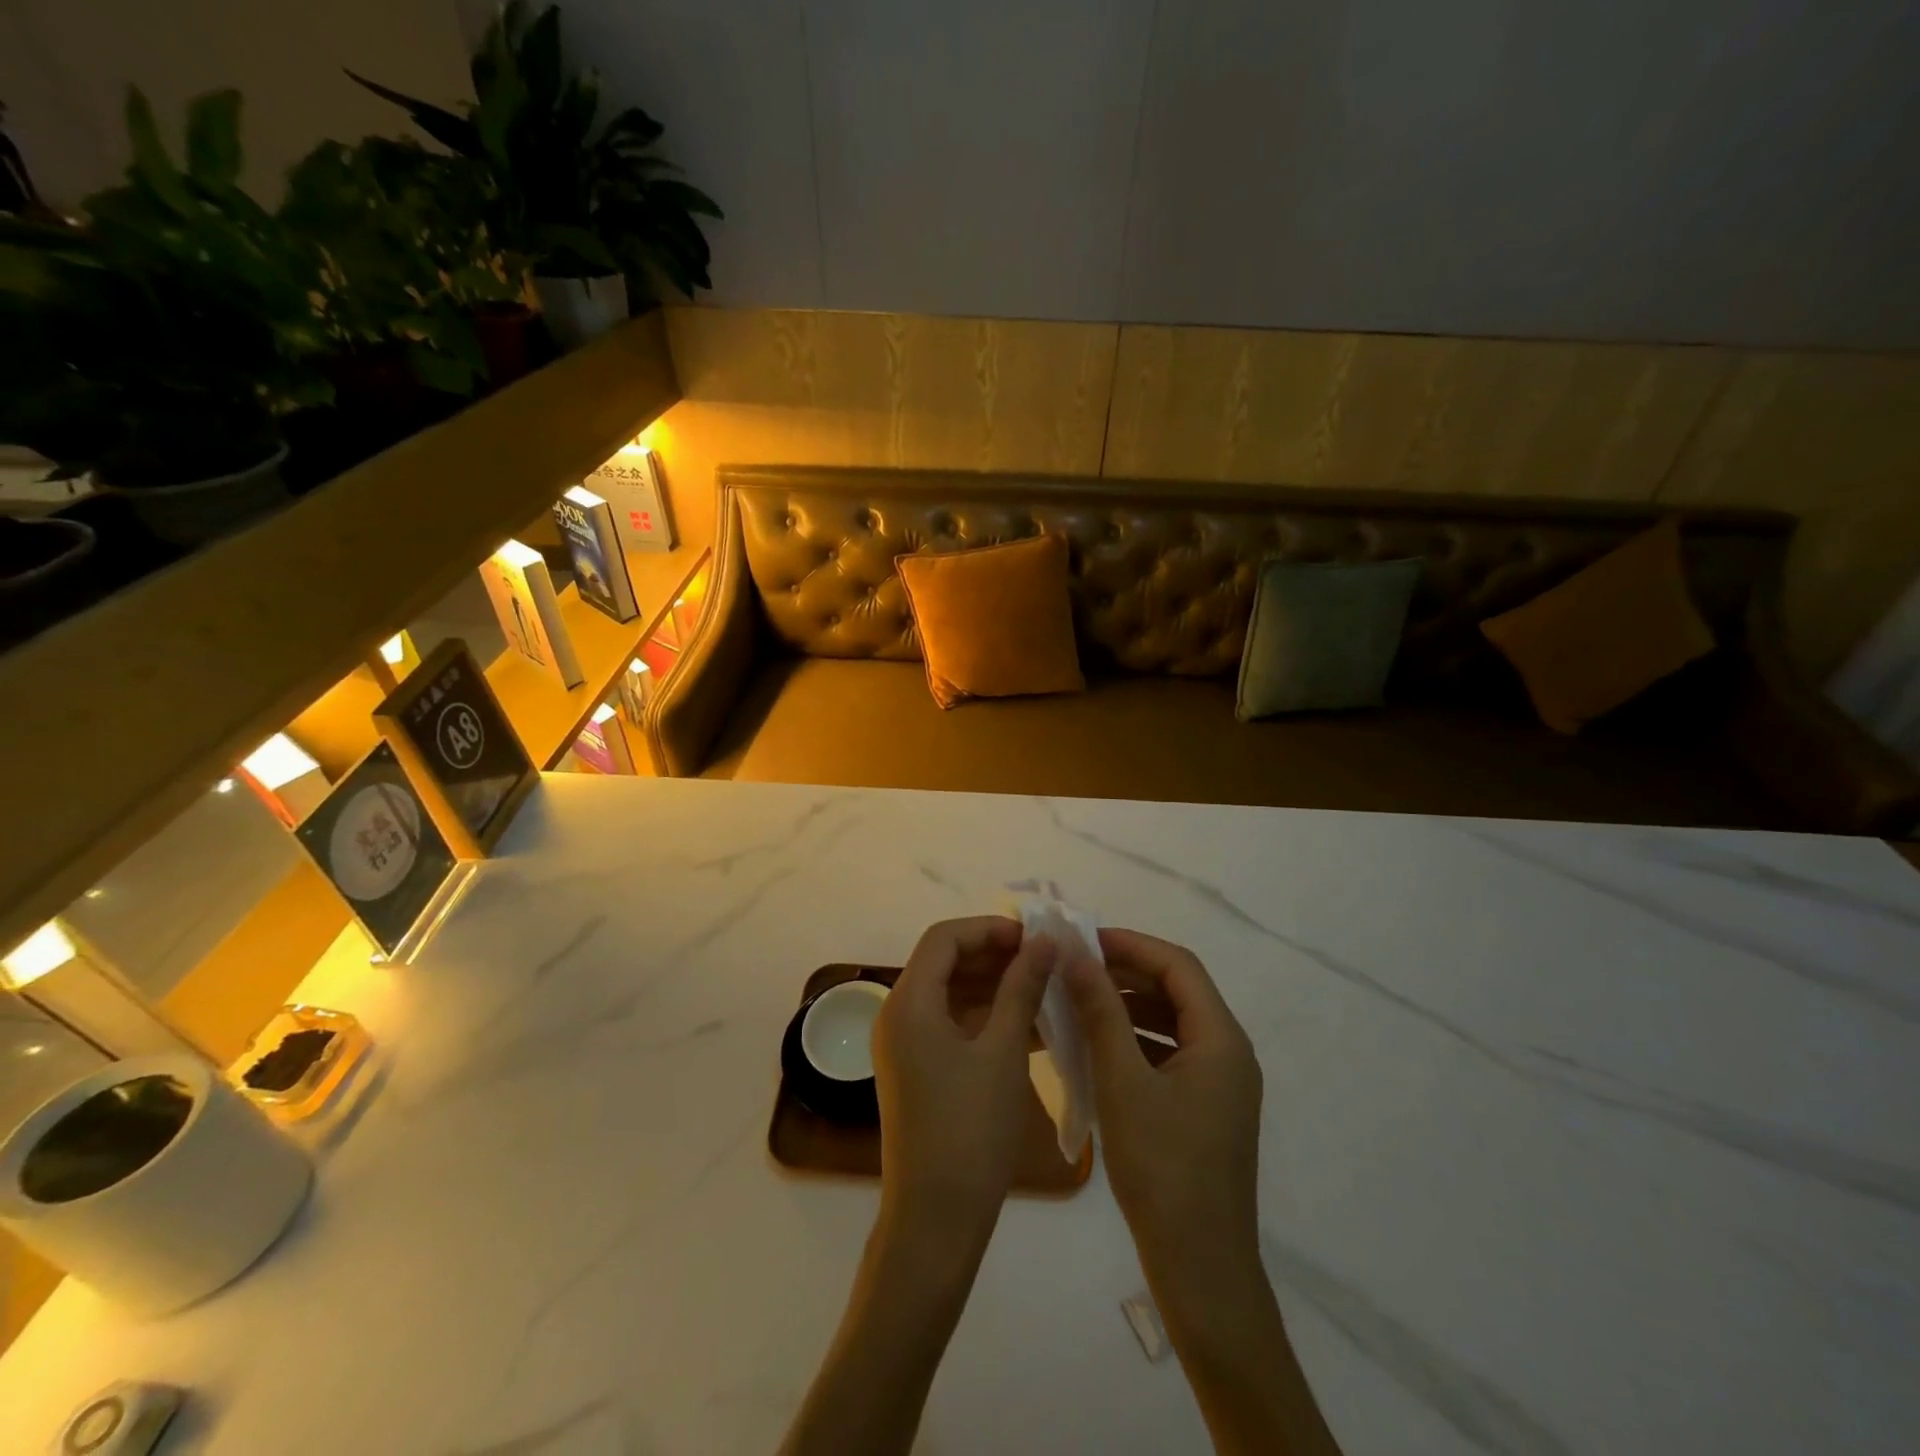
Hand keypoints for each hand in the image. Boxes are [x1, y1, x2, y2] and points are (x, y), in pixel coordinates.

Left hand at [872, 917, 1056, 1249]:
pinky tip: (1031, 1025)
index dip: (988, 929)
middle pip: (945, 962)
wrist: (937, 1220)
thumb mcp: (1004, 1051)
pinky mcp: (918, 1069)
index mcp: (909, 1002)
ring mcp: (905, 1044)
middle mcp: (898, 1014)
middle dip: (995, 955)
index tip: (1033, 937)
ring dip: (995, 986)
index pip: (944, 938)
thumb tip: (1045, 941)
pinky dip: (987, 1018)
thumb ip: (1022, 988)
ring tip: (1044, 988)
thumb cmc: (971, 1129)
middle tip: (1044, 961)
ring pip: (951, 994)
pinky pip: (952, 1025)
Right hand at [1062, 928, 1263, 1281]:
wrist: (1201, 1270)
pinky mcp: (1205, 1108)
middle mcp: (1228, 1052)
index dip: (1131, 944)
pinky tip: (1096, 1046)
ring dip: (1128, 1005)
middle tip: (1075, 967)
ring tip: (1078, 1000)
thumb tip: (1076, 954)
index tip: (1084, 940)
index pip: (1178, 965)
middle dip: (1126, 972)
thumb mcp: (1123, 1083)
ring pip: (1171, 1022)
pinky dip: (1135, 1040)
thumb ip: (1101, 1011)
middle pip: (1178, 990)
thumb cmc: (1162, 1170)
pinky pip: (1169, 1053)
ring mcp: (1219, 1083)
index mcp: (1221, 1039)